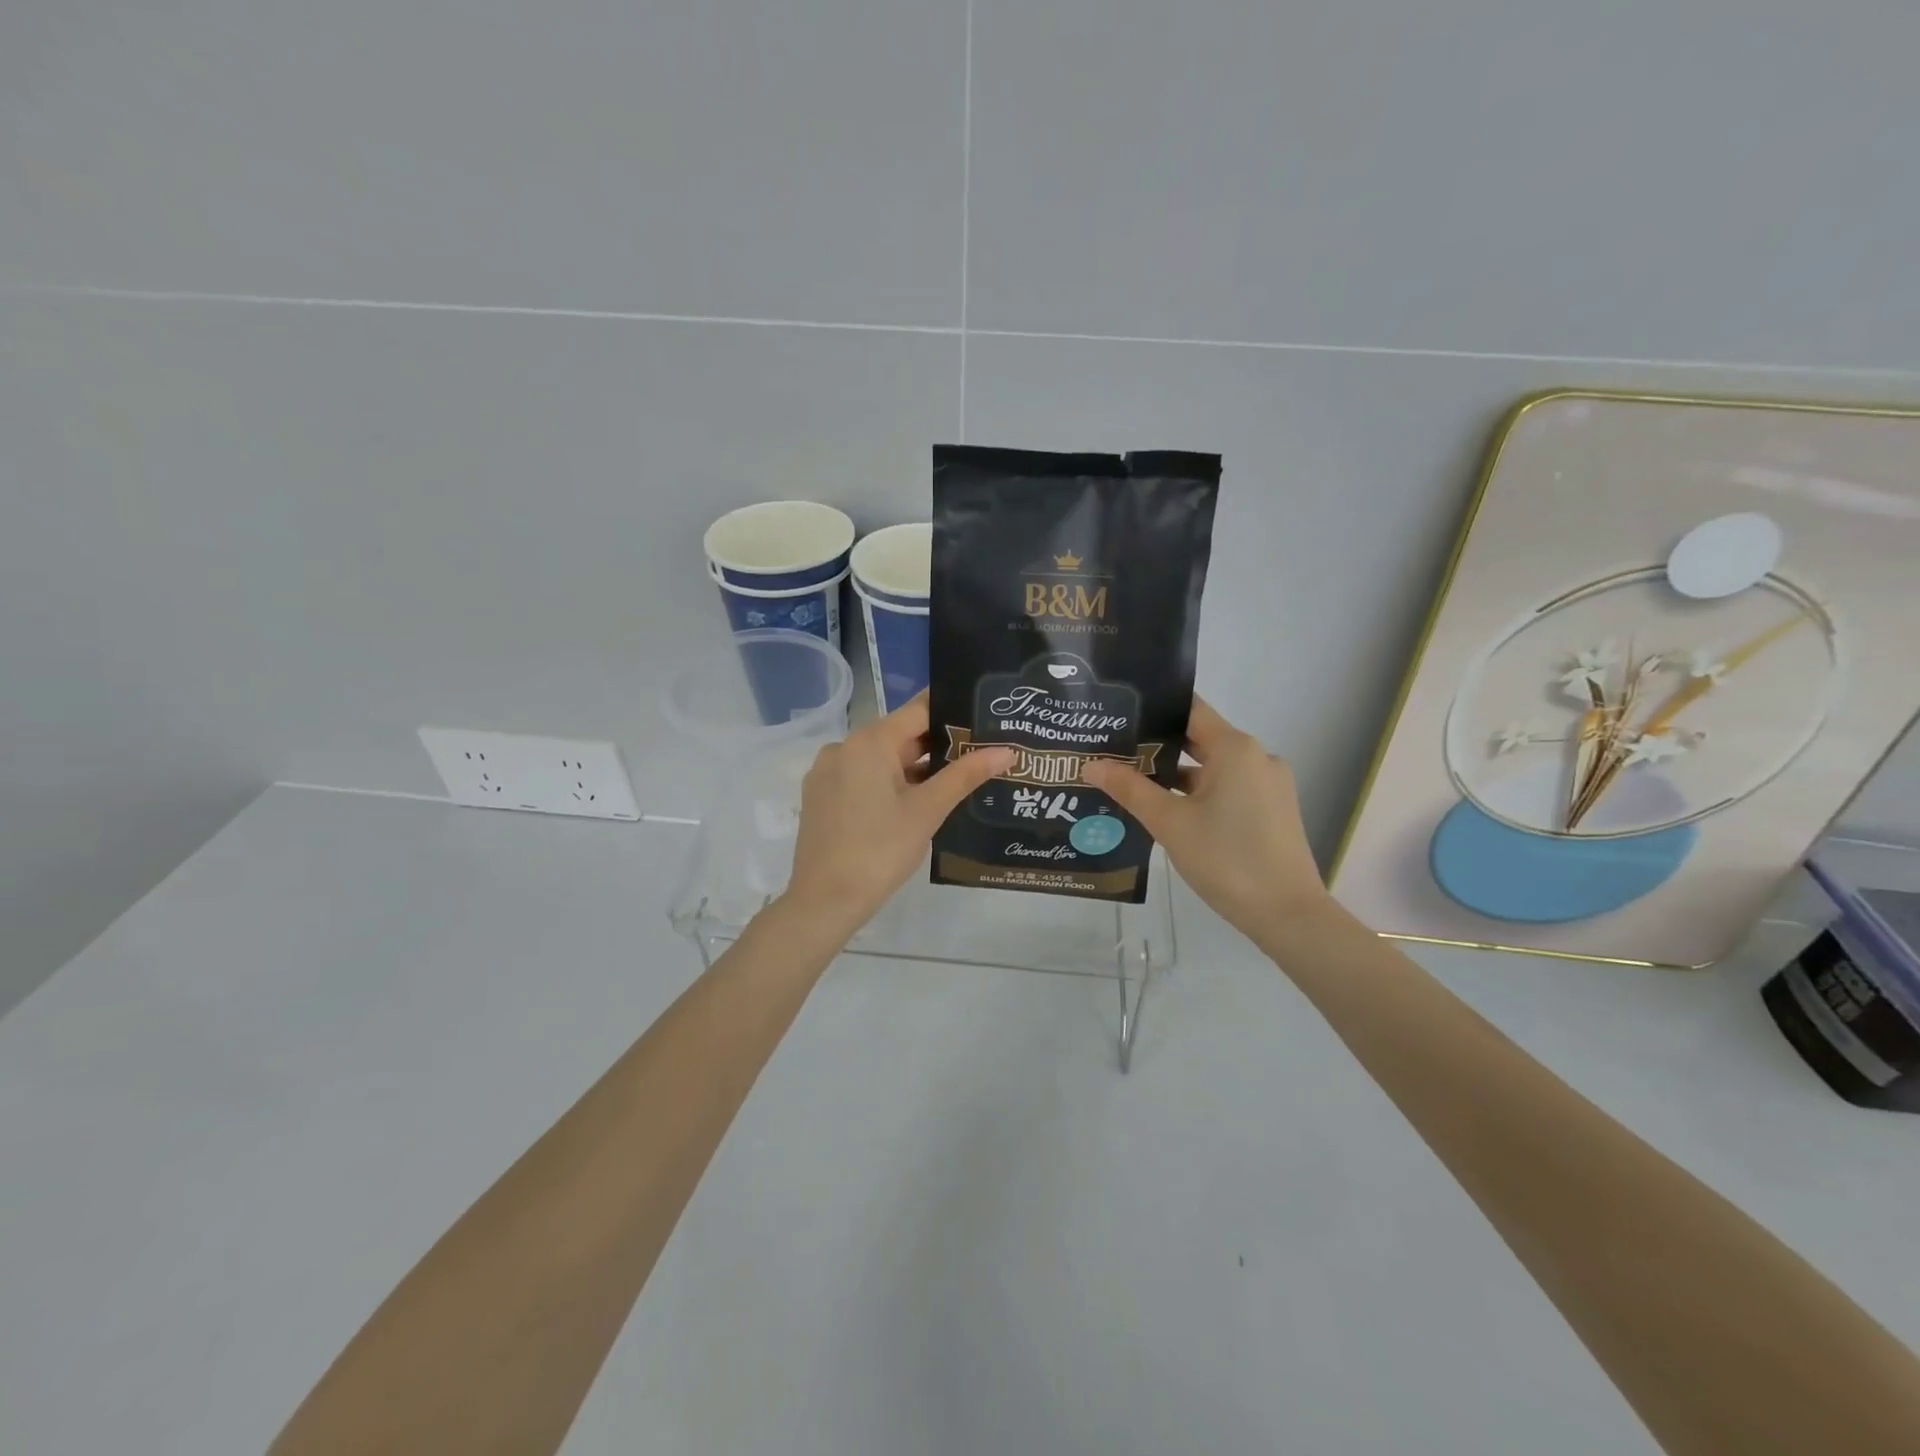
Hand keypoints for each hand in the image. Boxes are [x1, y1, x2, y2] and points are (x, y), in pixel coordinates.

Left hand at [783, 693, 1014, 933]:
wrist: (824, 901)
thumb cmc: (880, 850)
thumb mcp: (928, 810)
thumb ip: (966, 775)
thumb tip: (1006, 750)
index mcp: (869, 742)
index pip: (918, 710)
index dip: (952, 712)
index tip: (983, 717)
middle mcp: (843, 747)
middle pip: (899, 734)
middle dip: (938, 745)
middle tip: (979, 752)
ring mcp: (828, 772)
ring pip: (881, 759)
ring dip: (914, 767)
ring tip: (955, 779)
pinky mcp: (821, 797)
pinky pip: (862, 777)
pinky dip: (889, 783)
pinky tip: (915, 802)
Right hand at [1083, 697, 1325, 946]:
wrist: (1287, 914)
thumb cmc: (1226, 858)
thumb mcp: (1169, 823)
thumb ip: (1129, 789)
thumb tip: (1091, 765)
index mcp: (1235, 748)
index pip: (1190, 710)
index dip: (1154, 708)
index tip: (1119, 713)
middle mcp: (1256, 757)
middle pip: (1199, 738)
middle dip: (1156, 745)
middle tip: (1113, 749)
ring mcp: (1268, 785)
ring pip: (1212, 768)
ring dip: (1175, 774)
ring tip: (1131, 781)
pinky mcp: (1271, 810)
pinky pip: (1228, 788)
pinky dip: (1198, 793)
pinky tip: (1166, 810)